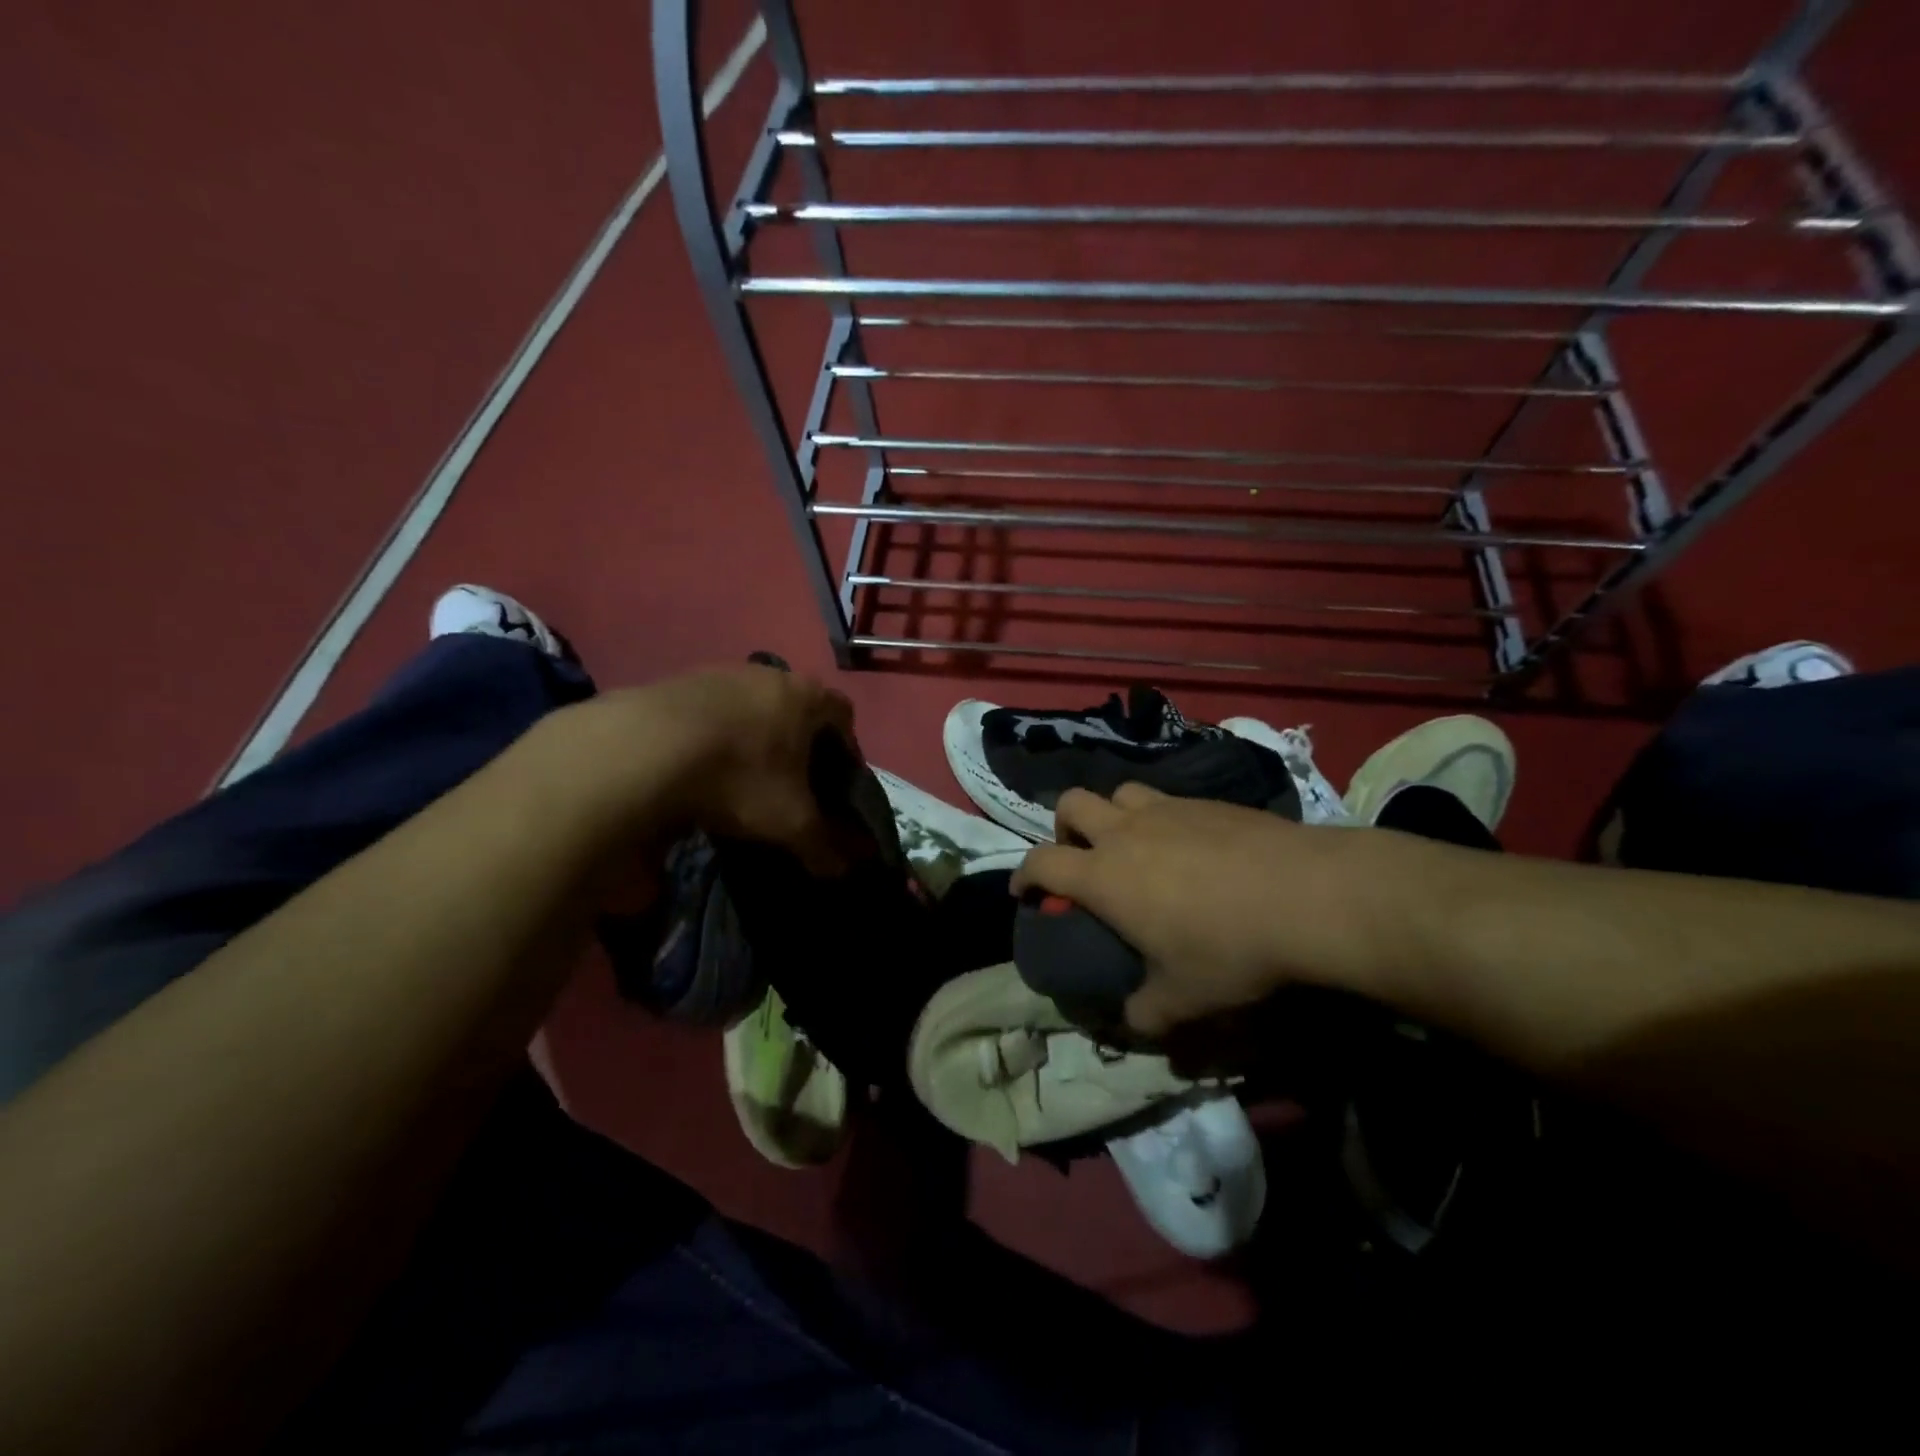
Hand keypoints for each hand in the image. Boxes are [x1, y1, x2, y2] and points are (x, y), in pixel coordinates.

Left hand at [568, 665, 862, 877]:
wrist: (643, 748)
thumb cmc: (740, 776)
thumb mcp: (789, 821)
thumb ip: (823, 844)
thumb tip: (844, 869)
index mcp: (806, 696)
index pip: (843, 714)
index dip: (845, 749)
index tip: (833, 782)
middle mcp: (768, 673)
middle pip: (796, 708)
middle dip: (797, 744)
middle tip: (790, 783)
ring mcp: (720, 673)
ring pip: (751, 707)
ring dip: (752, 738)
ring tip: (739, 779)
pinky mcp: (676, 682)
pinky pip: (710, 711)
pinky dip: (713, 737)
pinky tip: (699, 768)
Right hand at [1012, 783, 1399, 1035]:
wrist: (1307, 894)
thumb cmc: (1230, 947)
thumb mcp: (1184, 997)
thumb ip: (1147, 1013)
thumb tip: (1133, 1023)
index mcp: (1104, 876)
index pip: (1042, 863)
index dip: (1023, 875)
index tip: (1024, 892)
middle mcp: (1126, 832)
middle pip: (1071, 803)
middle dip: (1064, 827)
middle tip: (1081, 857)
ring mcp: (1168, 809)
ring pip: (1119, 792)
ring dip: (1112, 814)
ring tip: (1133, 845)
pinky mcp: (1208, 801)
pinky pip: (1167, 799)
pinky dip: (1161, 817)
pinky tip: (1190, 846)